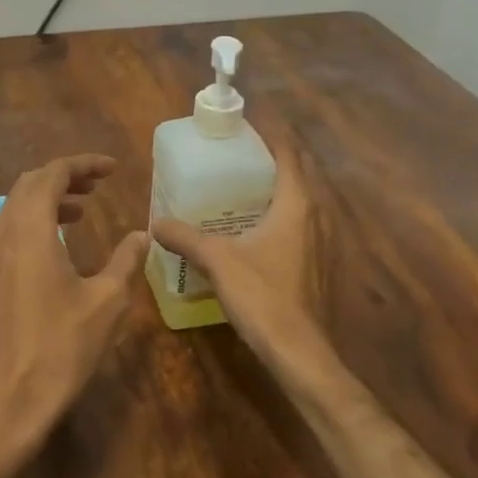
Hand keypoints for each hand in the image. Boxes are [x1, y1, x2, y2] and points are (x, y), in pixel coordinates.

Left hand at [0, 155, 145, 463]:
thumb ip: (125, 261)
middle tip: (97, 186)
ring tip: (81, 211)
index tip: (112, 169)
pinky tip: (56, 248)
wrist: (6, 402)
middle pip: (29, 185)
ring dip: (47, 201)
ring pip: (15, 209)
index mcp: (29, 228)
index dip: (83, 164)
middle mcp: (1, 233)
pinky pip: (8, 233)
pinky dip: (33, 224)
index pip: (53, 174)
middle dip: (64, 178)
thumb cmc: (61, 348)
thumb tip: (141, 234)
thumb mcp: (106, 302)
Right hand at [150, 138, 331, 377]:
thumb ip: (186, 236)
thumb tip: (155, 221)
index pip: (289, 154)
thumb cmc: (262, 295)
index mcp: (296, 204)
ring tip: (244, 186)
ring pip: (302, 202)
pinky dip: (282, 215)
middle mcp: (316, 216)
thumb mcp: (217, 260)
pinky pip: (302, 225)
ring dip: (279, 189)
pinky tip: (256, 229)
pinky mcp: (319, 265)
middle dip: (273, 160)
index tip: (247, 126)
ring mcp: (322, 242)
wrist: (298, 351)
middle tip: (238, 155)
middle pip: (299, 174)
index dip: (272, 136)